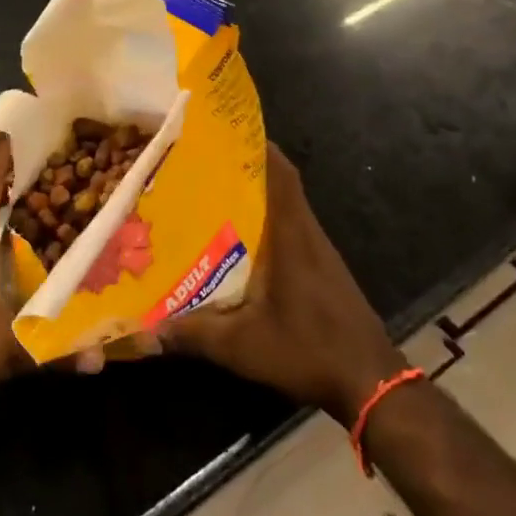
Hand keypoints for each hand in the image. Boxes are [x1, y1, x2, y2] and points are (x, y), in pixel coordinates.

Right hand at [160, 145, 400, 425]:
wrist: (371, 383)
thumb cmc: (309, 350)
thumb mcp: (243, 346)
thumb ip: (194, 334)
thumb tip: (144, 331)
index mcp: (292, 237)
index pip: (281, 175)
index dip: (258, 146)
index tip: (225, 132)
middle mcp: (308, 234)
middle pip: (281, 183)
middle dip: (246, 166)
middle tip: (202, 161)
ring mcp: (319, 252)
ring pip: (286, 206)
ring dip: (256, 194)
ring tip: (211, 193)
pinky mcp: (323, 270)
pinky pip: (291, 229)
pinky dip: (266, 221)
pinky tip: (238, 240)